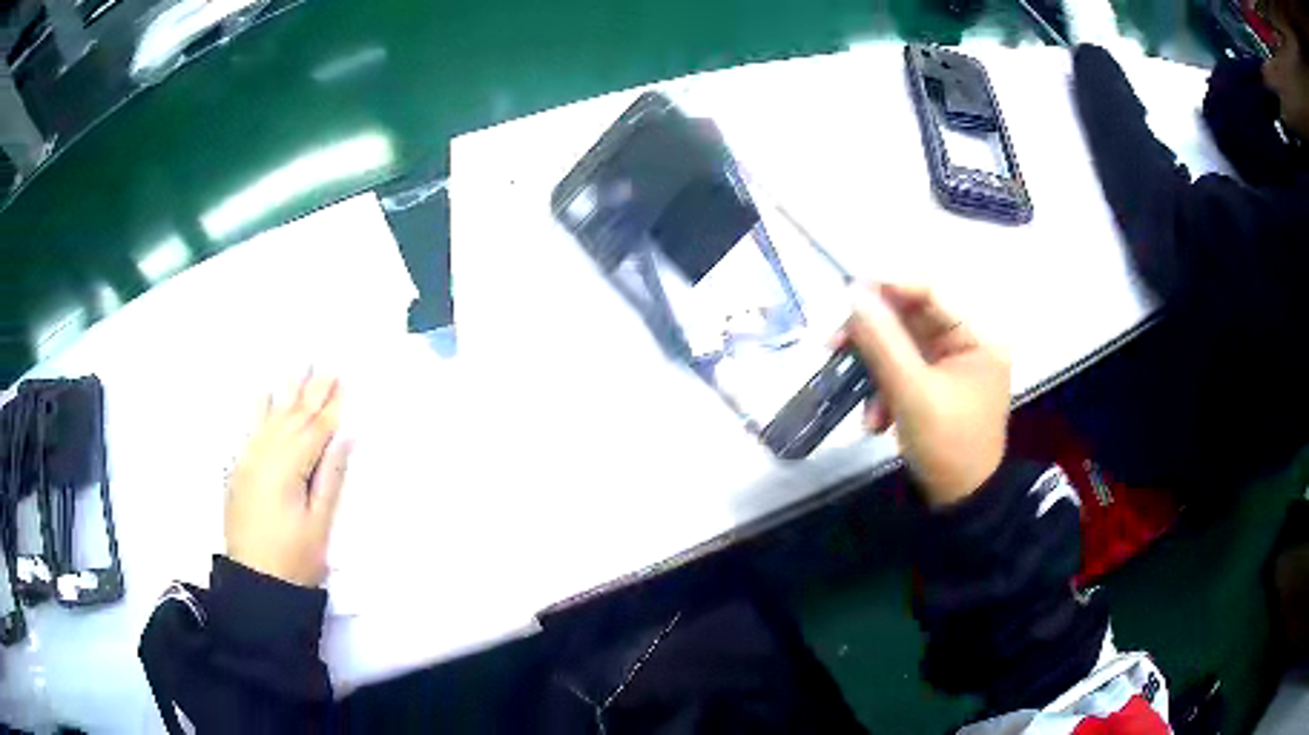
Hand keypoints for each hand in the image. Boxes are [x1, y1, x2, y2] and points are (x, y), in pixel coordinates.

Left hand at [226, 373, 349, 586]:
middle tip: (328, 365)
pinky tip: (264, 394)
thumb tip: (346, 437)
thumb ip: (330, 477)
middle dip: (312, 391)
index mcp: (288, 470)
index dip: (331, 408)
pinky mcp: (240, 469)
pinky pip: (250, 431)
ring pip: (271, 419)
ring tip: (300, 367)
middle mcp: (265, 456)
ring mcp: (249, 460)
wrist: (255, 582)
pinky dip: (258, 410)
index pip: (315, 431)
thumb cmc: (295, 559)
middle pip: (292, 418)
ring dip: (287, 393)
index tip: (345, 382)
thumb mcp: (319, 524)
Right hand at [838, 284, 1009, 505]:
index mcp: (978, 337)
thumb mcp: (912, 392)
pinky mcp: (936, 386)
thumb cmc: (947, 445)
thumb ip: (882, 341)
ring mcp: (951, 366)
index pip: (932, 292)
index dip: (890, 286)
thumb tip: (853, 294)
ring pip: (901, 348)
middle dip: (873, 339)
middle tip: (834, 345)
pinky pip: (903, 373)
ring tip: (861, 405)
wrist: (960, 503)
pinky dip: (884, 391)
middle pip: (911, 319)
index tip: (848, 293)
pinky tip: (876, 422)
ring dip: (875, 373)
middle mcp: (967, 343)